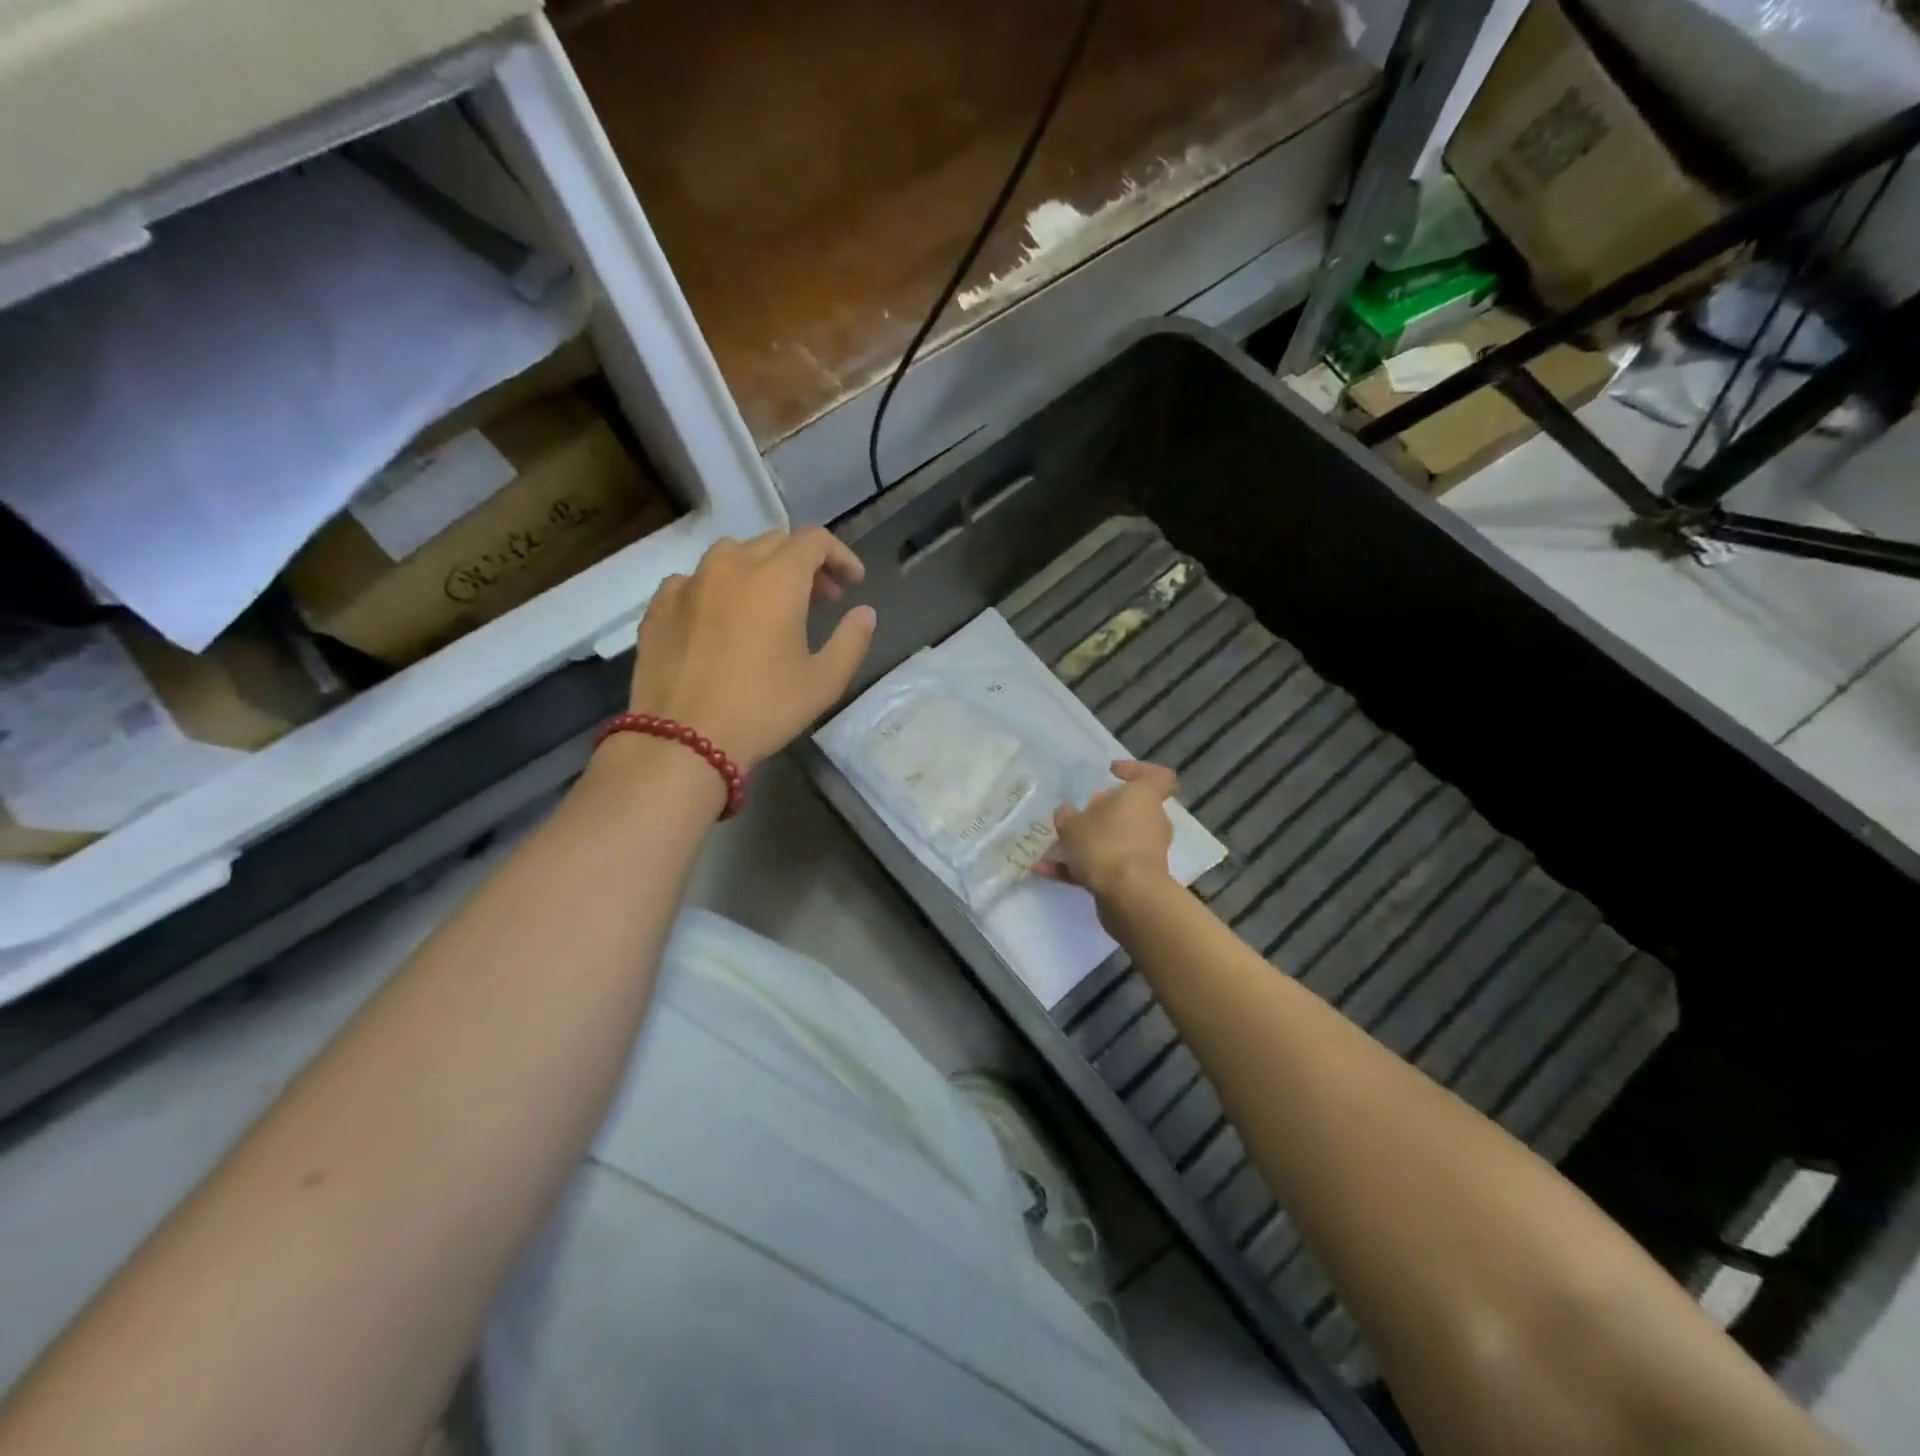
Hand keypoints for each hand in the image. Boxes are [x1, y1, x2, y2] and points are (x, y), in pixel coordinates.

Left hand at [628, 528, 875, 769]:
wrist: (683, 739)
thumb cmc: (764, 709)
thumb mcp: (824, 682)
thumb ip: (851, 640)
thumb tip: (864, 613)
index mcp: (777, 579)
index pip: (815, 540)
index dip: (840, 556)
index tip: (852, 584)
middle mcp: (732, 566)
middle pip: (775, 542)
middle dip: (804, 563)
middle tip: (820, 599)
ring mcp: (690, 582)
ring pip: (732, 554)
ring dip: (760, 569)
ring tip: (769, 604)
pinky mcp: (660, 605)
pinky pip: (695, 579)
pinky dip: (718, 588)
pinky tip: (722, 618)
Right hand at [1037, 760, 1178, 904]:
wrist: (1129, 897)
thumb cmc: (1105, 844)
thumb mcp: (1073, 824)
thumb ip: (1067, 816)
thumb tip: (1067, 812)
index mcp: (1144, 798)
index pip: (1157, 777)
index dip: (1136, 770)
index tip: (1111, 773)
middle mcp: (1151, 823)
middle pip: (1129, 811)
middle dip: (1100, 814)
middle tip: (1075, 816)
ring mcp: (1146, 853)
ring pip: (1114, 841)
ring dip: (1084, 845)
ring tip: (1051, 850)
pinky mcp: (1137, 880)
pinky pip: (1107, 866)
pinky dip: (1080, 869)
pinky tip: (1047, 872)